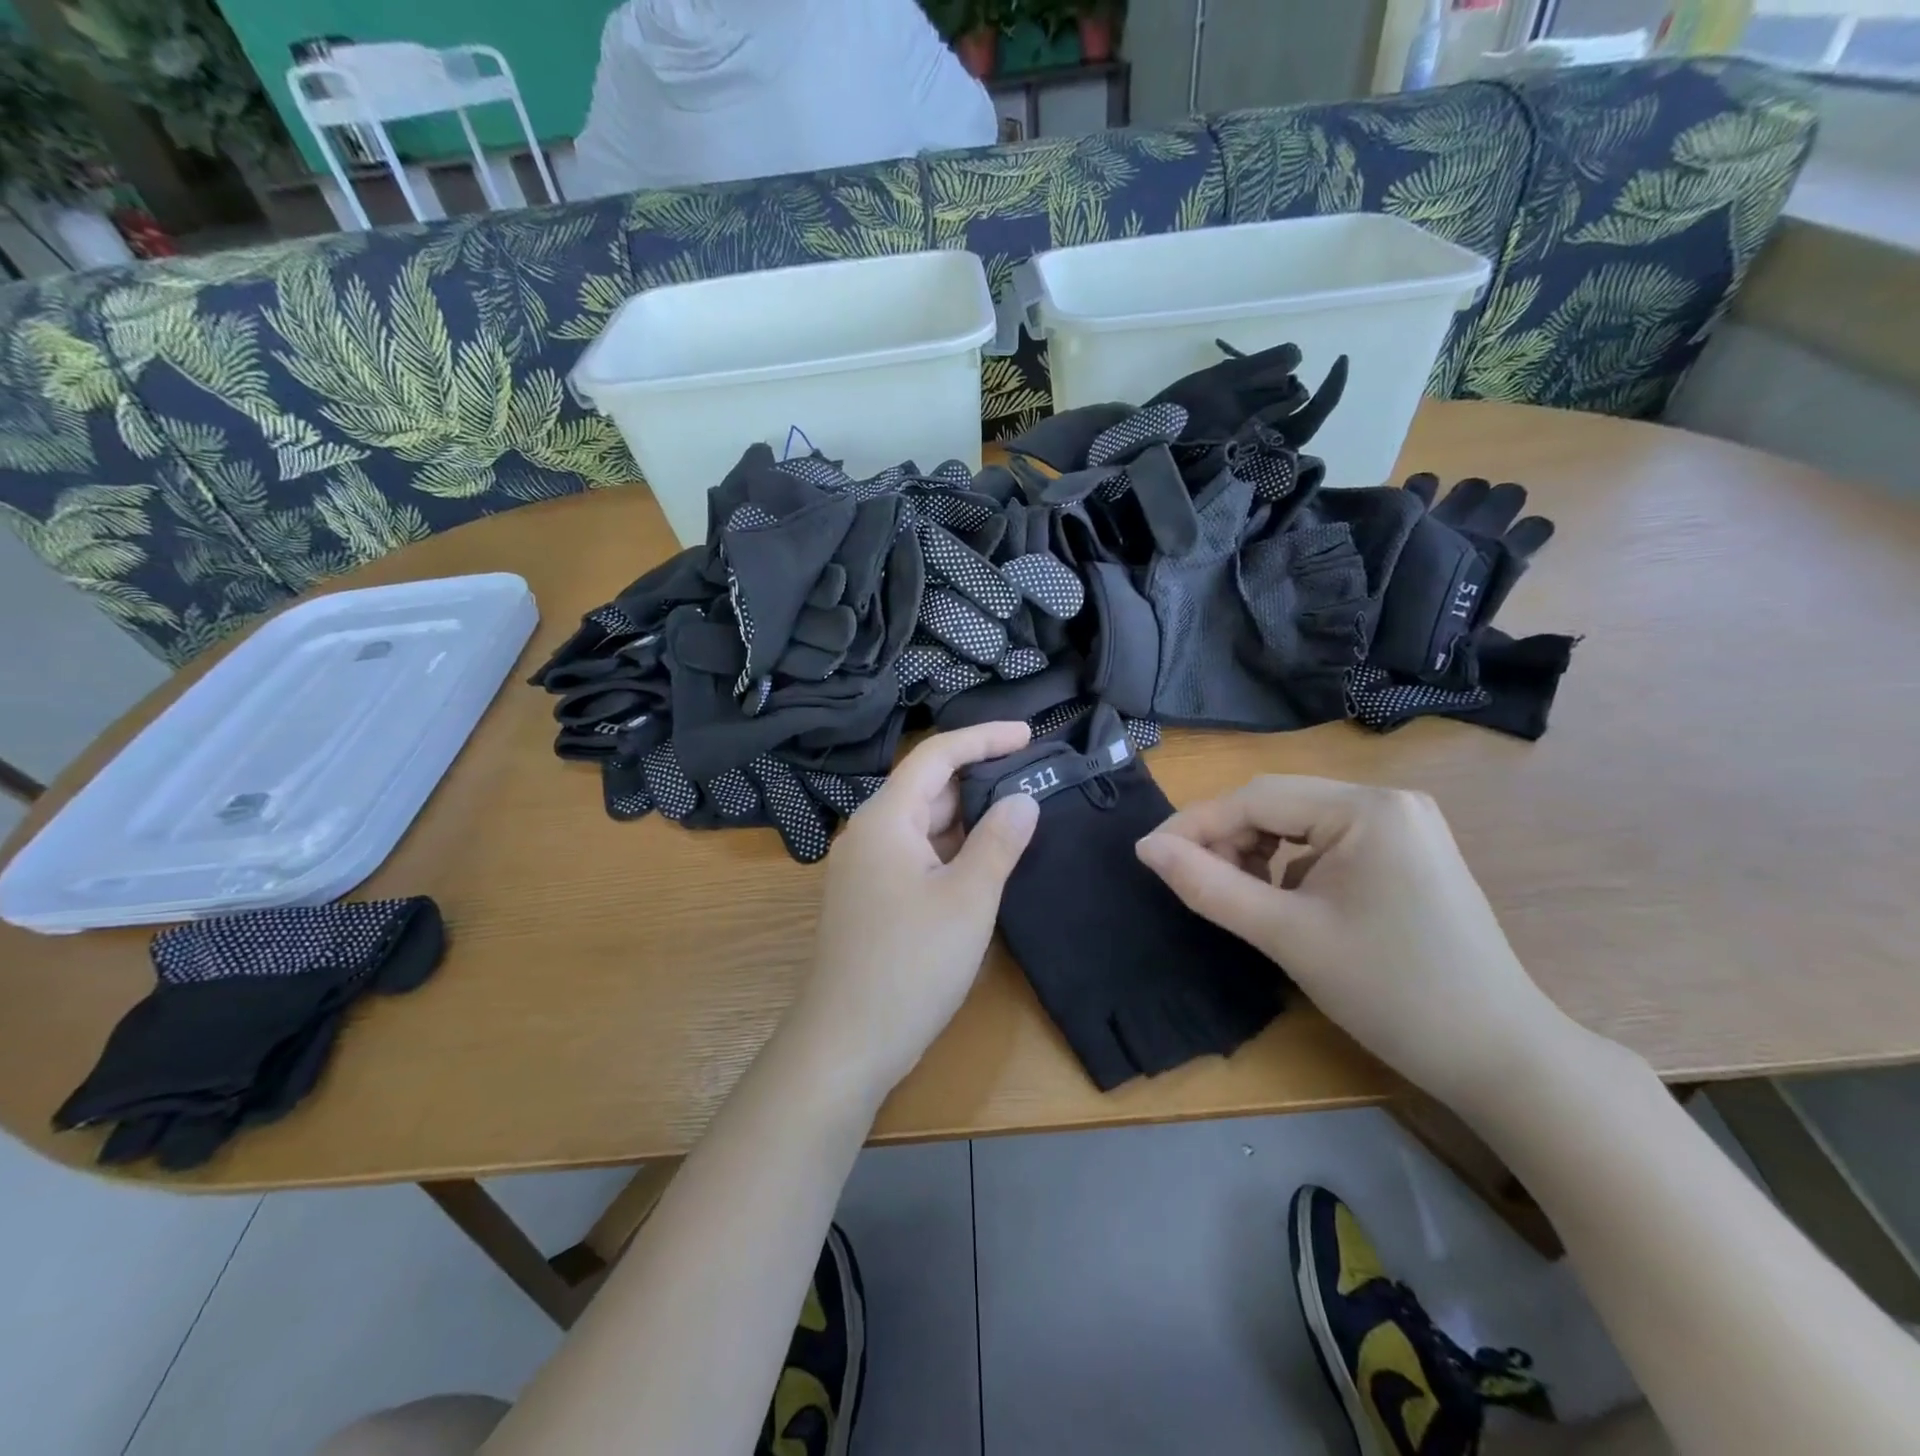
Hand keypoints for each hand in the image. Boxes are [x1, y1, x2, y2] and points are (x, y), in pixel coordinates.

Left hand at [788, 722, 1039, 1102]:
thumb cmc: (911, 963)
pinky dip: (953, 849)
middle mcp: (870, 834)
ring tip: (1021, 813)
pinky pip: (918, 855)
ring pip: (925, 825)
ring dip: (969, 818)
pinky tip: (986, 859)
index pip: (936, 756)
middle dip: (981, 779)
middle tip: (1035, 778)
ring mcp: (867, 869)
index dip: (983, 738)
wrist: (848, 1042)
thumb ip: (999, 841)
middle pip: (929, 788)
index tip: (1029, 735)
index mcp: (886, 819)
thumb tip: (1023, 799)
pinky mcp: (872, 899)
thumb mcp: (968, 899)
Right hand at [1135, 777, 1575, 1108]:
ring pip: (1299, 824)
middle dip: (1227, 840)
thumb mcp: (1287, 936)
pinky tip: (1285, 904)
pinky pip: (1327, 844)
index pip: (1255, 798)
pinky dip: (1291, 867)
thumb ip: (1209, 885)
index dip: (1194, 824)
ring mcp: (1404, 826)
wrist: (1501, 1059)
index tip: (1148, 857)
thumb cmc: (1391, 992)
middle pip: (1278, 805)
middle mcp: (1388, 800)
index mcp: (1367, 807)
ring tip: (1238, 897)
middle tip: (1191, 883)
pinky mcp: (1407, 854)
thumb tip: (1146, 850)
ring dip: (1257, 852)